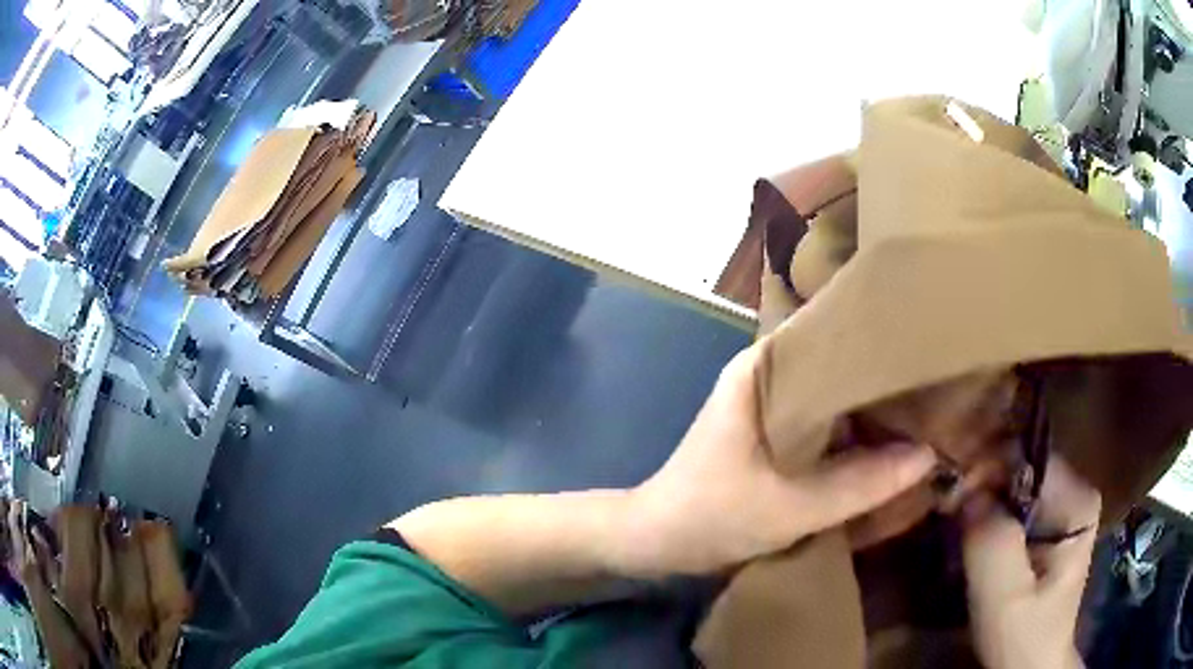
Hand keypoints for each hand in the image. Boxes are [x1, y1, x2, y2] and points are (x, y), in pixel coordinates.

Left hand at [623, 343, 937, 575]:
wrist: (655, 540)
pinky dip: (853, 434)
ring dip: (871, 409)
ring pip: (835, 395)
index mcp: (764, 366)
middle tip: (939, 388)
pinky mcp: (775, 432)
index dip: (882, 341)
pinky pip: (825, 423)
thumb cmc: (710, 517)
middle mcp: (770, 372)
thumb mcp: (791, 509)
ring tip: (927, 412)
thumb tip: (930, 456)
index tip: (927, 352)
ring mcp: (772, 403)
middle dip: (884, 380)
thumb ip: (861, 485)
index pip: (835, 331)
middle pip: (840, 363)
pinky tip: (889, 444)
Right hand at [962, 456, 1099, 668]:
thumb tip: (965, 491)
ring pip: (1015, 486)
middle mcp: (1076, 491)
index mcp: (1078, 500)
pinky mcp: (1049, 525)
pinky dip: (988, 515)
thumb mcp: (1004, 597)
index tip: (950, 495)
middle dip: (981, 486)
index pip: (1028, 458)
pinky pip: (1014, 505)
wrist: (1031, 665)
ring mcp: (1064, 507)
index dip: (987, 470)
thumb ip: (991, 541)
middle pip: (1022, 468)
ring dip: (982, 501)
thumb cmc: (1022, 636)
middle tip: (946, 512)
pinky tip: (971, 534)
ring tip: (953, 522)